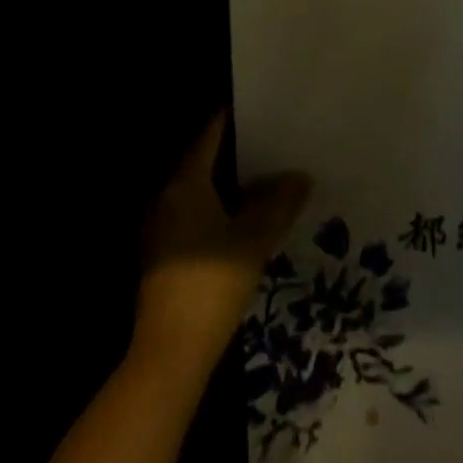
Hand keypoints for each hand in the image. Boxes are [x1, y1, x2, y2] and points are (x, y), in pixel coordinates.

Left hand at [134, 111, 311, 377]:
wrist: (171, 354)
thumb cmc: (211, 284)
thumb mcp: (254, 239)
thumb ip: (279, 202)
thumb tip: (300, 176)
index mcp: (184, 184)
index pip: (209, 135)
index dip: (233, 119)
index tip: (261, 108)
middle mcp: (167, 198)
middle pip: (203, 161)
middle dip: (236, 151)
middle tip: (273, 141)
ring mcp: (162, 229)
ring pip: (200, 191)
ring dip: (229, 183)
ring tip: (267, 176)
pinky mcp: (165, 256)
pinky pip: (195, 215)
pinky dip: (220, 207)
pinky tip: (246, 217)